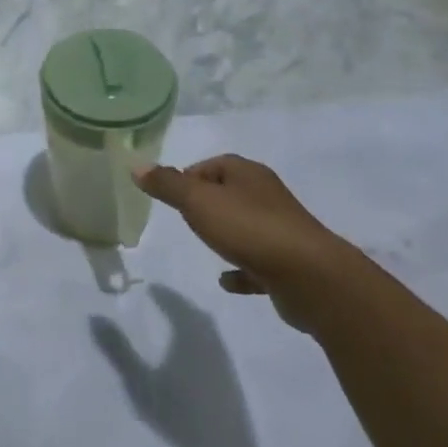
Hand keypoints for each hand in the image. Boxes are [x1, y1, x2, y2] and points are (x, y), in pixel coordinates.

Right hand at [134, 155, 354, 329]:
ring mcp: (281, 230)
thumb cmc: (249, 228)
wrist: (311, 278)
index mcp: (248, 174)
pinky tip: (226, 281)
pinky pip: (258, 263)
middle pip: (231, 192)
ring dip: (227, 234)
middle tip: (185, 218)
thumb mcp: (198, 201)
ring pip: (246, 226)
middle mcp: (267, 196)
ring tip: (205, 245)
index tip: (173, 195)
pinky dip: (242, 270)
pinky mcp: (289, 264)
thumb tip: (137, 166)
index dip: (190, 176)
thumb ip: (167, 185)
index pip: (214, 164)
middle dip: (208, 203)